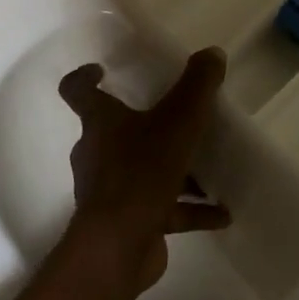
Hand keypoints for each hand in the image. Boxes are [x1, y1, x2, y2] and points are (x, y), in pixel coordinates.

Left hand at [60, 49, 231, 289]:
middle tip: (179, 121)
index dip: (86, 77)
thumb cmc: (141, 172)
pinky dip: (188, 210)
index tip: (103, 70)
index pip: (77, 90)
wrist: (118, 246)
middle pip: (115, 132)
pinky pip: (161, 210)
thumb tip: (212, 53)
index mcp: (99, 122)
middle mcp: (97, 153)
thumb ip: (196, 86)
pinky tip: (221, 215)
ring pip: (142, 172)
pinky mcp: (127, 224)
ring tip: (211, 172)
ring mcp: (110, 192)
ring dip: (175, 172)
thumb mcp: (177, 121)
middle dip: (146, 126)